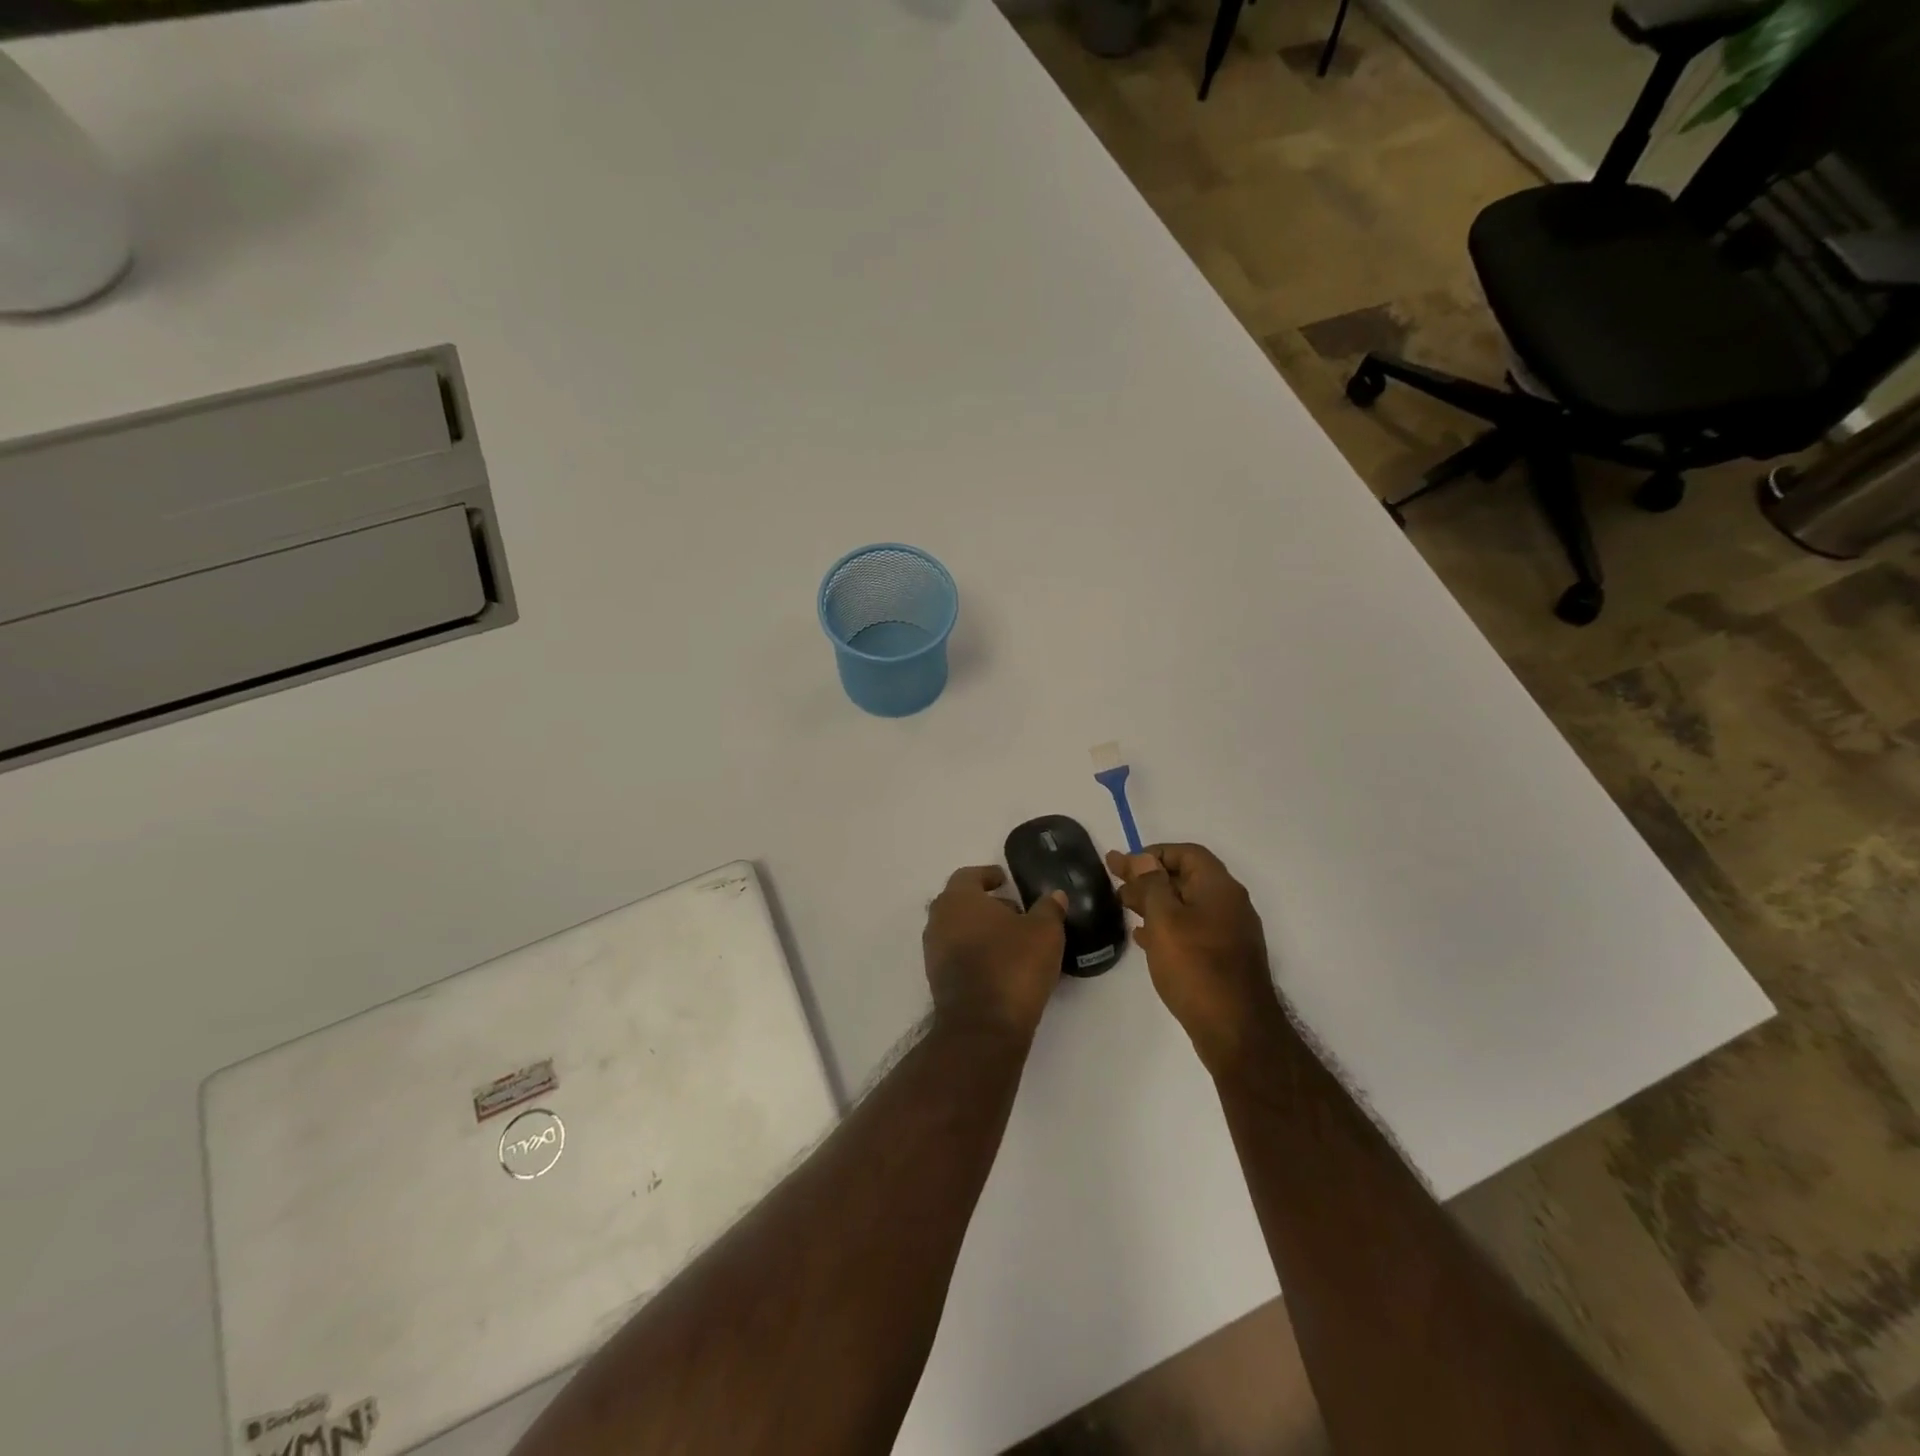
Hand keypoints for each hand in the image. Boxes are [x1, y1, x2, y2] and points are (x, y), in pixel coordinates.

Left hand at [923, 866, 1066, 1045]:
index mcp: (958, 899)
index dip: (987, 875)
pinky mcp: (938, 980)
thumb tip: (1055, 895)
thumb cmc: (1012, 966)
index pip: (968, 875)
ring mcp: (934, 952)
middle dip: (985, 904)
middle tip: (1014, 910)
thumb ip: (1049, 908)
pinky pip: (957, 955)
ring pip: (957, 929)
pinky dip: (975, 952)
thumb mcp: (1044, 932)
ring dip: (980, 930)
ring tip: (1012, 939)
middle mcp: (939, 920)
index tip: (1004, 880)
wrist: (982, 1027)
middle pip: (960, 902)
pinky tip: (1001, 964)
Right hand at [1106, 843, 1284, 1074]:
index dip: (1153, 853)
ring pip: (1186, 905)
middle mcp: (1229, 904)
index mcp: (1219, 887)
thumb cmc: (1196, 966)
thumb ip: (1151, 884)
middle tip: (1115, 883)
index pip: (1186, 853)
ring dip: (1154, 902)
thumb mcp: (1165, 919)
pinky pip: (1191, 929)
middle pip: (1185, 878)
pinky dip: (1166, 926)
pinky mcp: (1224, 958)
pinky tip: (1143, 937)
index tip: (1124, 864)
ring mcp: (1229, 932)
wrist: (1236, 1030)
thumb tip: (1143, 858)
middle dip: (1149, 877)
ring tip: (1123, 907)